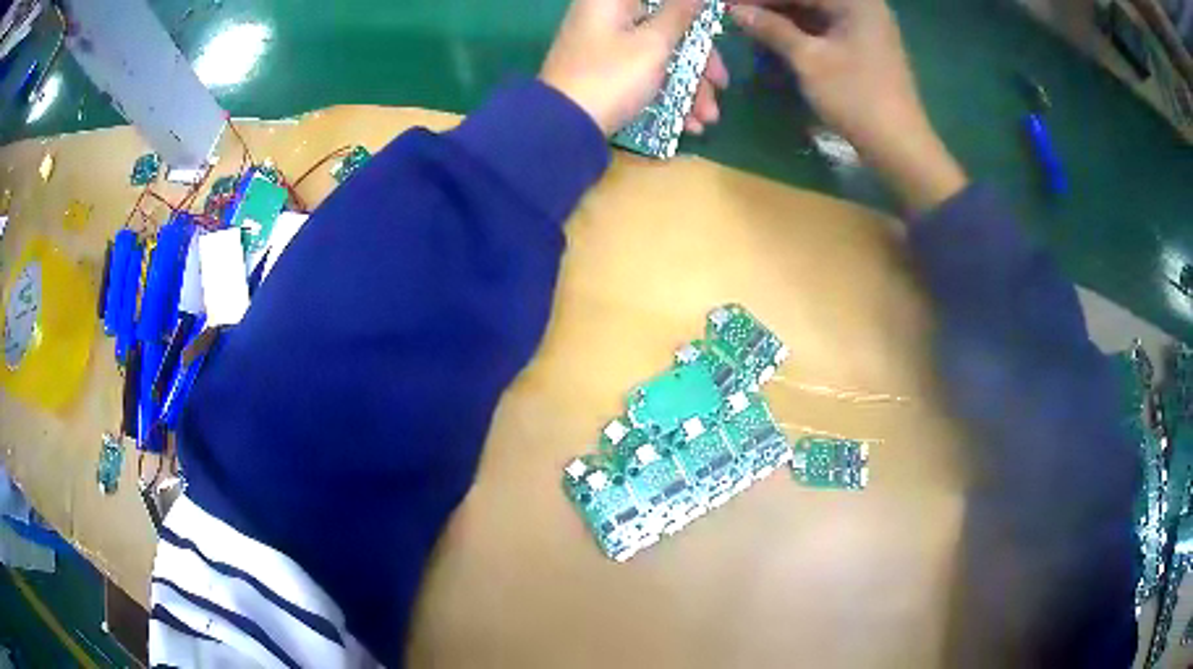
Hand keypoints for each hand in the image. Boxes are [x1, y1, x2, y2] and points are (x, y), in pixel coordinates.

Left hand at [541, 0, 729, 136]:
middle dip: (699, 61)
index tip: (712, 28)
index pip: (663, 0)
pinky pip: (645, 73)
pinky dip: (667, 93)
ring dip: (689, 85)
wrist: (563, 128)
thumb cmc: (612, 76)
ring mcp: (605, 46)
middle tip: (721, 84)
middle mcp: (607, 17)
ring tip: (706, 119)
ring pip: (659, 54)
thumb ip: (679, 15)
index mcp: (612, 1)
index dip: (691, 13)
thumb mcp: (653, 44)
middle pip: (666, 27)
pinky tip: (687, 123)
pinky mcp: (606, 73)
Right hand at [730, 0, 965, 210]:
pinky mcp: (866, 48)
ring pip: (816, 13)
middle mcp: (864, 7)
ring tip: (753, 27)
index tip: (730, 4)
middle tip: (739, 15)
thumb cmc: (855, 97)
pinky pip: (827, 29)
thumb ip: (772, 29)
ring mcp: (867, 28)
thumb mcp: (808, 59)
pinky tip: (778, 39)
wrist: (899, 146)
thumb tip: (736, 11)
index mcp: (856, 2)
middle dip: (774, 7)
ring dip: (785, 19)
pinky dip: (802, 33)